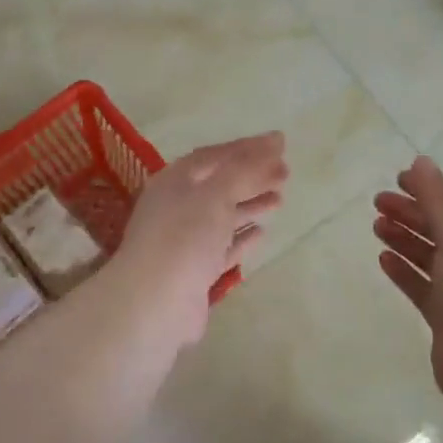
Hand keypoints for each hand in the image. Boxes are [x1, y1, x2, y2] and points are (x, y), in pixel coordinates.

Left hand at [110, 132, 287, 349]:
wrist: (155, 302)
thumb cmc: (184, 236)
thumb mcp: (216, 193)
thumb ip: (246, 168)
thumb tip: (274, 140)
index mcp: (176, 181)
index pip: (216, 156)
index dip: (248, 148)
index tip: (280, 143)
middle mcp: (178, 206)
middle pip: (220, 184)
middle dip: (252, 176)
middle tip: (286, 172)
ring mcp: (185, 240)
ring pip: (223, 215)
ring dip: (251, 204)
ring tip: (281, 199)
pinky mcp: (196, 270)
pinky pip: (223, 247)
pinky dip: (242, 237)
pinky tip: (262, 232)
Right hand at [373, 156, 442, 411]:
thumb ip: (437, 200)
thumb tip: (421, 160)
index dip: (432, 190)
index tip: (399, 180)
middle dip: (412, 213)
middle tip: (378, 202)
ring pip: (432, 257)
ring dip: (406, 239)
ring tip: (375, 225)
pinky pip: (423, 286)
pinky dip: (405, 271)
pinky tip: (383, 258)